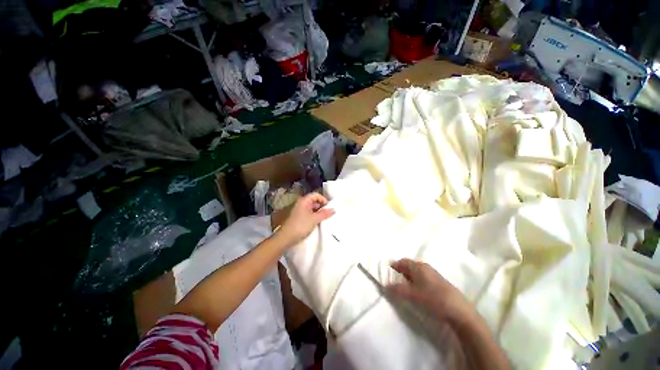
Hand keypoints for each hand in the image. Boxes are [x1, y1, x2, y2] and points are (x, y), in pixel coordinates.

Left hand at [276, 192, 334, 246]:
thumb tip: (334, 209)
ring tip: (325, 219)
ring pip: (312, 208)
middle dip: (322, 206)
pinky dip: (315, 217)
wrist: (286, 238)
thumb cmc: (300, 226)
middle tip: (328, 214)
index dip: (323, 199)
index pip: (316, 195)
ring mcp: (300, 211)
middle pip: (314, 201)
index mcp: (304, 201)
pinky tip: (318, 223)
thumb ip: (324, 213)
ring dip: (319, 212)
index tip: (329, 207)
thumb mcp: (314, 219)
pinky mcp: (299, 218)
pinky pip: (309, 214)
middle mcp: (301, 204)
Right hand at [387, 259, 474, 324]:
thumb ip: (397, 289)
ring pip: (417, 272)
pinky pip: (423, 278)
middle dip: (401, 272)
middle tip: (395, 282)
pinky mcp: (440, 282)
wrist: (459, 311)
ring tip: (405, 289)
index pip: (402, 261)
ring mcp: (434, 274)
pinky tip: (418, 292)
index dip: (394, 266)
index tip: (387, 274)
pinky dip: (417, 282)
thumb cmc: (433, 299)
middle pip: (409, 266)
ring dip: (409, 278)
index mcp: (418, 266)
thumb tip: (385, 285)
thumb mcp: (412, 295)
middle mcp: (425, 267)